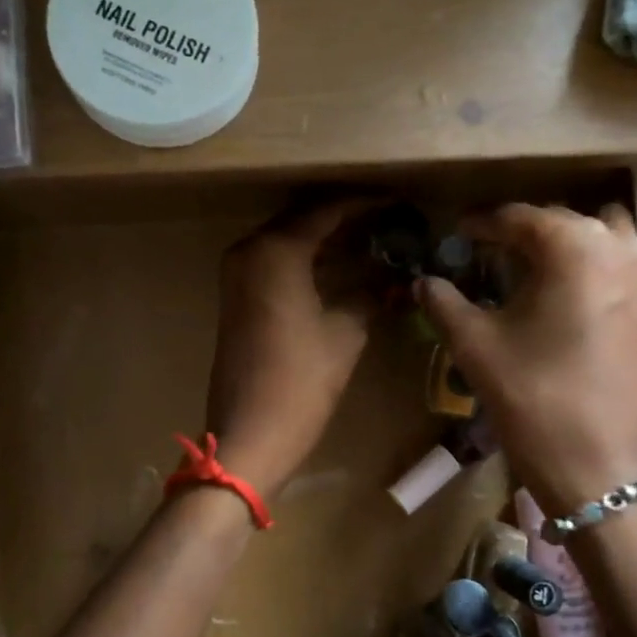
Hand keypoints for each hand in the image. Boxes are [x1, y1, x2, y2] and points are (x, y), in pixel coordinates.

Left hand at [205, 199, 377, 495]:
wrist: (249, 435)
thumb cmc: (300, 382)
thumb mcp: (344, 335)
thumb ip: (371, 297)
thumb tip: (398, 281)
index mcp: (276, 251)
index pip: (326, 210)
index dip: (365, 203)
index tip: (398, 201)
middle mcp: (250, 251)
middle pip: (303, 219)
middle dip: (345, 218)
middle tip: (388, 219)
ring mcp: (238, 274)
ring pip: (288, 241)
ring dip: (326, 239)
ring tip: (373, 239)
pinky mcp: (237, 297)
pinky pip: (276, 263)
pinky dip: (307, 260)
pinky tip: (341, 267)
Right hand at [417, 203, 636, 518]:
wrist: (600, 468)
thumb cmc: (534, 400)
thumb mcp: (476, 347)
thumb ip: (444, 303)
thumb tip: (423, 281)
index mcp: (573, 247)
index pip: (519, 218)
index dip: (482, 226)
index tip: (457, 236)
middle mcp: (618, 248)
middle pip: (563, 221)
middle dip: (523, 233)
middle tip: (488, 255)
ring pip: (604, 235)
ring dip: (568, 243)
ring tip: (534, 269)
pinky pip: (626, 264)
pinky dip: (598, 264)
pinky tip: (572, 295)